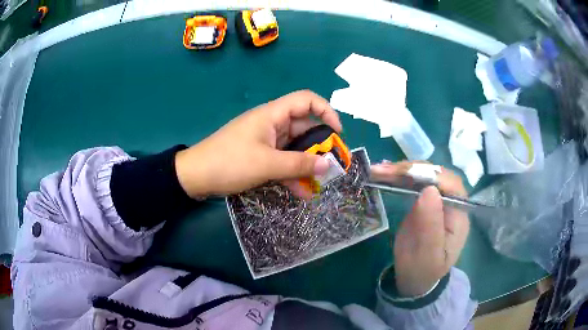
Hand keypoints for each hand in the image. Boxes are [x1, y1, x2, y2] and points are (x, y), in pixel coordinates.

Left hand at [175, 90, 341, 198]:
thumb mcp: (266, 164)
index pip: (306, 100)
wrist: (196, 176)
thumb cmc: (229, 162)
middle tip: (332, 166)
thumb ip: (299, 165)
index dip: (326, 111)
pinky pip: (282, 161)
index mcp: (273, 115)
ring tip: (319, 184)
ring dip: (307, 164)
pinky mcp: (260, 156)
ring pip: (294, 148)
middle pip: (304, 127)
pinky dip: (292, 173)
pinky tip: (301, 192)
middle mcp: (272, 124)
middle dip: (320, 146)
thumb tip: (328, 166)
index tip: (337, 133)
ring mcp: (266, 141)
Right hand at [371, 162, 469, 296]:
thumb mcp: (428, 255)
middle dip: (412, 170)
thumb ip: (431, 226)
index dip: (431, 175)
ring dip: (401, 170)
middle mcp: (451, 201)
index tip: (406, 175)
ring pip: (423, 175)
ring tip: (378, 170)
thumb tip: (429, 190)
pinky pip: (413, 182)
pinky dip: (397, 176)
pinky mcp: (424, 200)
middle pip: (436, 174)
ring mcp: (437, 199)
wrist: (416, 279)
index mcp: (459, 215)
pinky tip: (383, 173)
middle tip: (384, 171)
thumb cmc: (424, 270)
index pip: (451, 185)